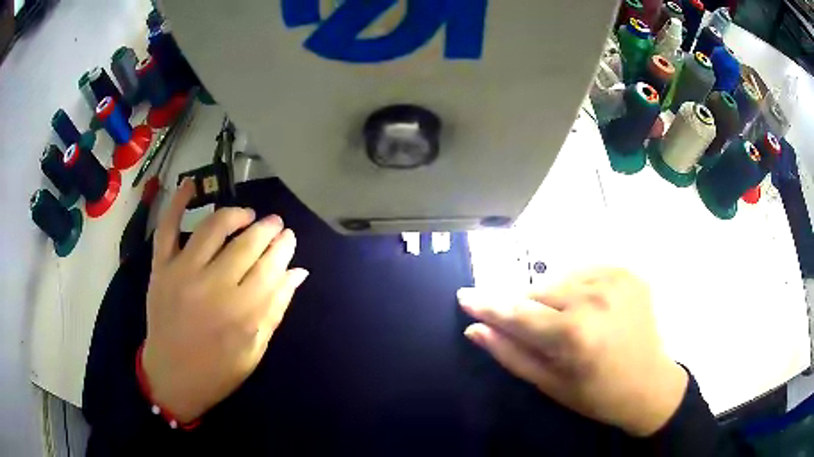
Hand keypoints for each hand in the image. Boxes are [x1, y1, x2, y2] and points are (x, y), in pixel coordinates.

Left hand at [141, 180, 308, 422]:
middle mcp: (213, 287)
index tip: (290, 238)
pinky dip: (177, 203)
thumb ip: (276, 309)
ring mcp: (183, 273)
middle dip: (268, 229)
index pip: (272, 267)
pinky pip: (167, 228)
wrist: (172, 378)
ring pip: (214, 228)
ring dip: (236, 214)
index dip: (284, 248)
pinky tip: (190, 184)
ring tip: (247, 215)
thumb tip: (298, 272)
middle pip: (248, 244)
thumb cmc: (218, 371)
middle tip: (276, 224)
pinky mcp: (161, 269)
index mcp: (242, 313)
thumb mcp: (255, 350)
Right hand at [458, 268, 687, 436]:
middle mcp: (595, 298)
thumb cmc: (597, 394)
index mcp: (574, 334)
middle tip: (542, 334)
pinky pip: (584, 271)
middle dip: (528, 309)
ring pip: (560, 279)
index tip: (464, 296)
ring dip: (553, 297)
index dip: (488, 306)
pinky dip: (577, 287)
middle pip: (538, 291)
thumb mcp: (550, 384)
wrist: (650, 384)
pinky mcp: (627, 272)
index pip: (518, 313)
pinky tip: (589, 309)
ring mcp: (615, 279)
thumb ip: (511, 354)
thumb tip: (475, 329)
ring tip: (568, 323)